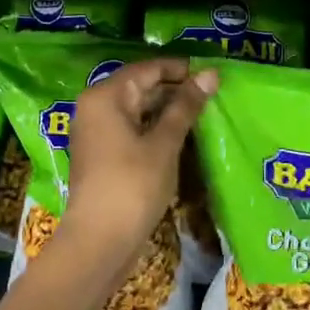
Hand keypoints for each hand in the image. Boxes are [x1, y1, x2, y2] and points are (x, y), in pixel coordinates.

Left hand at [61, 57, 217, 266]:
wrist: (100, 241)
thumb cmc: (133, 185)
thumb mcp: (164, 143)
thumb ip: (186, 106)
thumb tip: (210, 74)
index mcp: (106, 96)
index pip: (148, 69)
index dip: (181, 69)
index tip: (213, 74)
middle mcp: (95, 107)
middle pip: (140, 87)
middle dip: (175, 90)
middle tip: (213, 94)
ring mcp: (96, 132)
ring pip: (137, 110)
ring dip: (167, 111)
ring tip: (204, 113)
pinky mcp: (102, 154)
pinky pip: (131, 130)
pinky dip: (154, 129)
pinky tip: (182, 136)